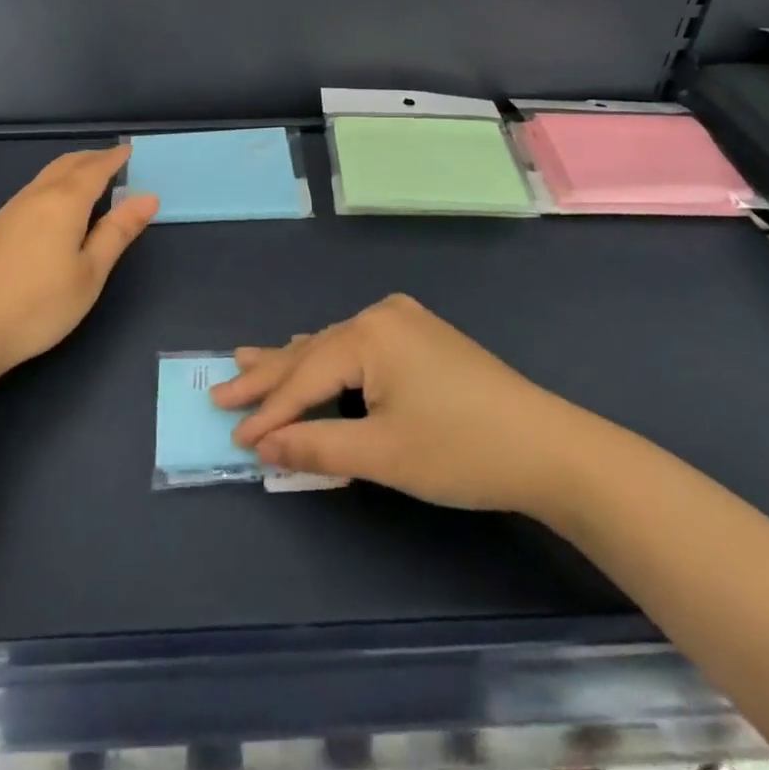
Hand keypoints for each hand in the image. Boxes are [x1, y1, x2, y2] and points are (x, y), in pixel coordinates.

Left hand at [0, 145, 157, 376]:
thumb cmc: (39, 304)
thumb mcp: (90, 272)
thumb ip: (118, 232)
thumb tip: (148, 197)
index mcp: (65, 202)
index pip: (95, 169)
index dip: (114, 159)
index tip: (130, 151)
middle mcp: (38, 195)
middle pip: (68, 164)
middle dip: (93, 158)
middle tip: (115, 160)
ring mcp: (13, 210)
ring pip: (48, 175)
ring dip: (73, 168)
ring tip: (91, 177)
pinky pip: (36, 188)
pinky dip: (56, 182)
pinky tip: (58, 204)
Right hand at [211, 294, 582, 516]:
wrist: (548, 447)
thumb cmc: (461, 450)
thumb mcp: (383, 454)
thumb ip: (317, 447)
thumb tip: (265, 447)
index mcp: (369, 334)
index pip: (304, 377)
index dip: (268, 412)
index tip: (232, 434)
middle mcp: (381, 315)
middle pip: (312, 351)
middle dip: (267, 375)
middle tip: (220, 385)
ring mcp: (404, 321)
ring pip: (334, 346)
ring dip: (294, 363)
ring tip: (248, 361)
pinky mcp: (420, 336)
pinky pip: (358, 347)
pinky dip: (329, 361)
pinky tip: (309, 358)